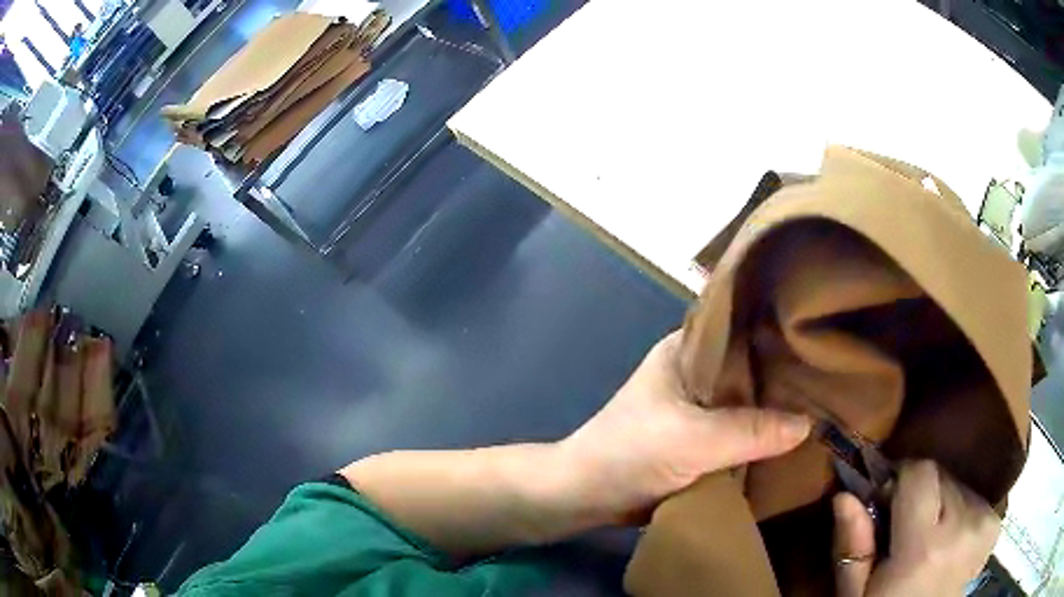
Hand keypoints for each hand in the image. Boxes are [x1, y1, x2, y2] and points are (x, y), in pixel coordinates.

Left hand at [559, 331, 811, 525]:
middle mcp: (698, 370)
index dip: (782, 333)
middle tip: (835, 378)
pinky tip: (799, 438)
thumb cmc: (629, 454)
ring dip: (778, 409)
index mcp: (688, 349)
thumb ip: (750, 431)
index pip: (746, 328)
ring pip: (750, 401)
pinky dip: (765, 436)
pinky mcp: (703, 437)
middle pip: (753, 367)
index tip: (822, 340)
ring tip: (829, 405)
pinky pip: (743, 431)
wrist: (587, 496)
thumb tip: (809, 424)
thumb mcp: (691, 440)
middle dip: (788, 375)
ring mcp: (701, 406)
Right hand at [833, 460, 999, 596]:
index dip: (900, 478)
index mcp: (924, 548)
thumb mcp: (856, 594)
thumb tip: (844, 496)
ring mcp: (984, 523)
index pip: (921, 472)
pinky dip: (959, 510)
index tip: (886, 499)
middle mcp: (963, 526)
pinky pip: (974, 497)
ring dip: (940, 502)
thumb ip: (852, 547)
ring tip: (928, 536)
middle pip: (941, 475)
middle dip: (919, 493)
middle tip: (904, 527)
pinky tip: (950, 537)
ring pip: (958, 484)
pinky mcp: (995, 524)